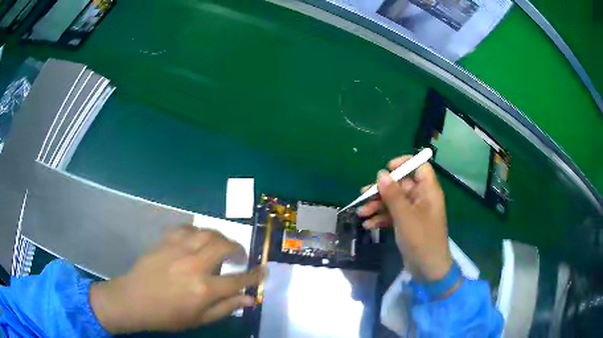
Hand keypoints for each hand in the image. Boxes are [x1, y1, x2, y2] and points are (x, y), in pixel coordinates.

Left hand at [90, 225, 264, 333]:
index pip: (238, 279)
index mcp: (204, 289)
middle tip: (241, 256)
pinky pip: (186, 228)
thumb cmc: (168, 315)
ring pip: (208, 233)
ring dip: (220, 237)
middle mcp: (194, 265)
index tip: (264, 270)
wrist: (135, 300)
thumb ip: (226, 307)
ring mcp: (178, 250)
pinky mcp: (165, 241)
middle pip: (225, 247)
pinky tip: (198, 238)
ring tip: (222, 246)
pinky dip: (197, 231)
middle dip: (239, 249)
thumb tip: (249, 298)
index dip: (255, 275)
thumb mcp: (199, 319)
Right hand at [357, 155, 451, 280]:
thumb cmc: (421, 240)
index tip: (387, 169)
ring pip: (394, 201)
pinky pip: (393, 215)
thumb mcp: (405, 216)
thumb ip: (393, 194)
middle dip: (382, 191)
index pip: (419, 167)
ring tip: (361, 213)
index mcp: (428, 191)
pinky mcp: (407, 224)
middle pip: (401, 185)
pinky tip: (368, 225)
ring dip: (377, 206)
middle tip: (363, 196)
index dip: (404, 163)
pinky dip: (381, 218)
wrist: (428, 269)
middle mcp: (422, 198)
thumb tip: (381, 173)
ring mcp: (414, 212)